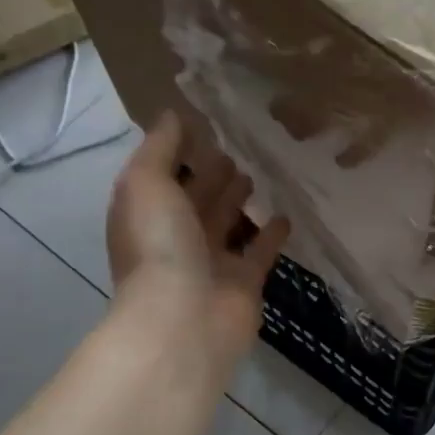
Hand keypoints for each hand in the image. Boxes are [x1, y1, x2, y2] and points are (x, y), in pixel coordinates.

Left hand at [107, 111, 289, 369]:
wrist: (184, 320)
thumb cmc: (160, 247)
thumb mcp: (146, 184)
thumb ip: (159, 148)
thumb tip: (172, 115)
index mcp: (147, 214)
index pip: (164, 176)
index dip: (180, 152)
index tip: (206, 126)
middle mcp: (176, 237)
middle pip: (197, 199)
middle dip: (212, 175)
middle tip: (238, 148)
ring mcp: (211, 262)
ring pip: (228, 223)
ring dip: (240, 201)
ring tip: (261, 174)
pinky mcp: (244, 282)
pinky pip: (260, 251)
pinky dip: (271, 234)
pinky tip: (287, 213)